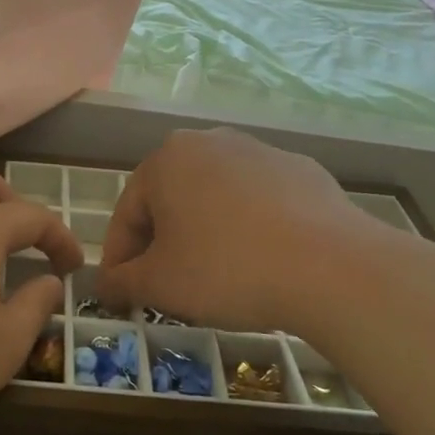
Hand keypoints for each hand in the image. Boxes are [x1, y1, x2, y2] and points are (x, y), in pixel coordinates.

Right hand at [96, 127, 416, 333]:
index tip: (120, 292)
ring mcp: (259, 151)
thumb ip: (121, 282)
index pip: (127, 213)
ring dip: (204, 232)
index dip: (118, 257)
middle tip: (165, 284)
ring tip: (215, 276)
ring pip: (214, 197)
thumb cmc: (227, 269)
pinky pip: (258, 201)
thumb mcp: (160, 284)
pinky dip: (248, 227)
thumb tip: (103, 285)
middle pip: (170, 199)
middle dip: (161, 242)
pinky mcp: (301, 170)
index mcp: (166, 160)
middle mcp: (209, 142)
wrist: (331, 267)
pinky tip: (261, 261)